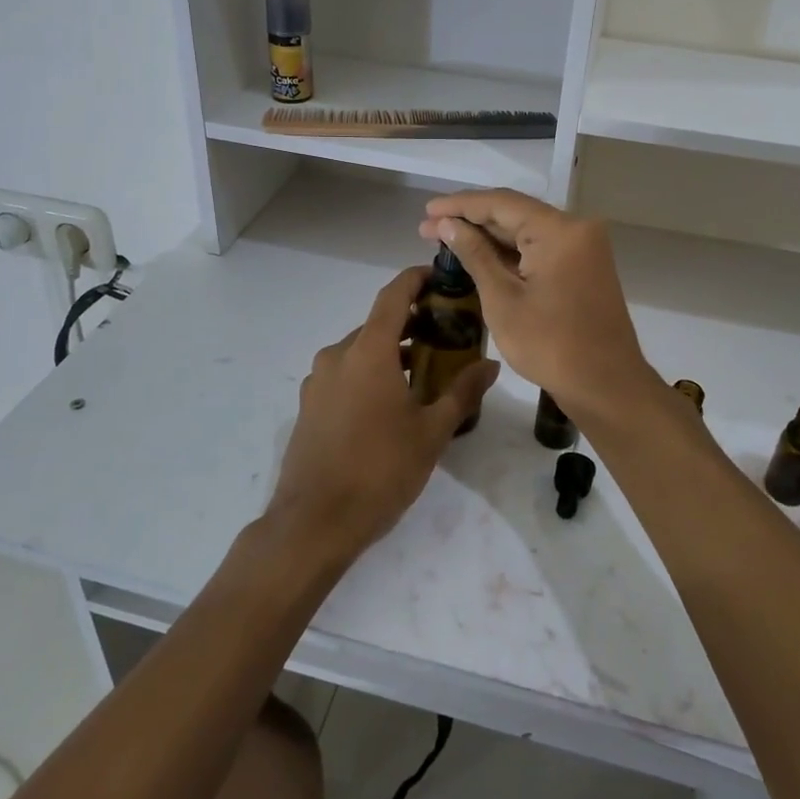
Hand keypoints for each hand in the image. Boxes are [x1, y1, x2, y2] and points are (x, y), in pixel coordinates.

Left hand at [266, 266, 500, 566]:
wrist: (314, 523)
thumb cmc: (380, 470)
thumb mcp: (431, 432)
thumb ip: (462, 393)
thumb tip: (490, 365)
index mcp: (368, 352)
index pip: (393, 296)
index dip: (416, 279)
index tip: (440, 275)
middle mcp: (337, 356)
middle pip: (378, 325)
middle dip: (412, 322)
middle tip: (447, 331)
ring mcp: (318, 381)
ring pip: (360, 351)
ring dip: (391, 351)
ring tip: (425, 370)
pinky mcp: (309, 405)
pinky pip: (345, 374)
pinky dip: (370, 372)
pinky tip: (391, 402)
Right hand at [419, 190, 653, 424]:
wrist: (605, 385)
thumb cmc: (550, 345)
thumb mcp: (502, 299)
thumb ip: (475, 255)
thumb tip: (448, 224)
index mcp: (560, 230)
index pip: (501, 203)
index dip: (460, 205)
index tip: (426, 210)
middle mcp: (576, 229)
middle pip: (515, 213)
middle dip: (470, 220)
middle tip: (427, 228)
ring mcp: (583, 248)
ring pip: (527, 231)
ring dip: (488, 236)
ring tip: (445, 239)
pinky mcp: (583, 267)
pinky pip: (540, 248)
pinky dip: (510, 252)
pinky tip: (479, 256)